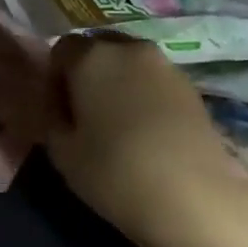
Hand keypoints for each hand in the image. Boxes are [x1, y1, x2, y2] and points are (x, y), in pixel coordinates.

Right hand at [44, 34, 247, 246]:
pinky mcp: (192, 87)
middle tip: (85, 115)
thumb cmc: (115, 172)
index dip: (54, 78)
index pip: (60, 49)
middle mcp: (128, 48)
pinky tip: (146, 132)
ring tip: (118, 125)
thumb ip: (51, 117)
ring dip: (118, 84)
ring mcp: (165, 65)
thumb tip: (56, 104)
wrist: (195, 198)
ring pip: (129, 65)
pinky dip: (144, 97)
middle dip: (87, 75)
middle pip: (98, 50)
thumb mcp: (61, 151)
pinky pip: (154, 82)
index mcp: (90, 55)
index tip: (58, 111)